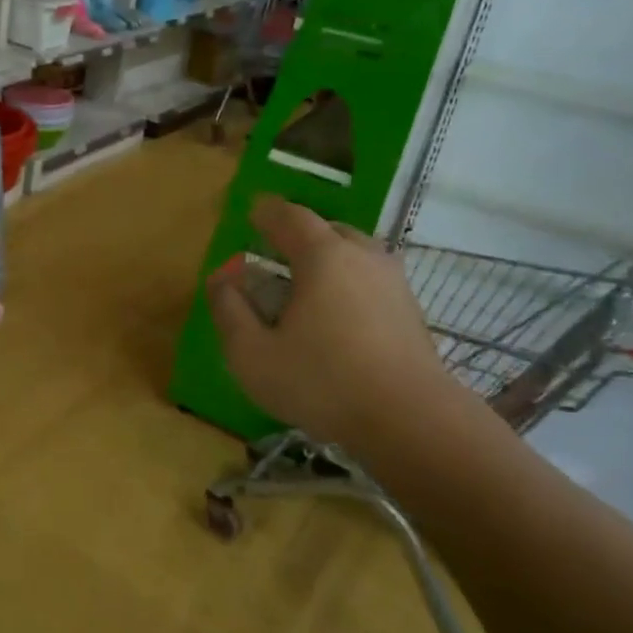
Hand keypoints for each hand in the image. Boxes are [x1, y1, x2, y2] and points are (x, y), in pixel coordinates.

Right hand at [206, 197, 458, 445]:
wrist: (411, 421)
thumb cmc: (322, 382)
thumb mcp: (252, 354)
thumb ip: (229, 310)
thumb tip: (221, 279)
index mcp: (322, 256)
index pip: (289, 216)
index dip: (266, 212)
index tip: (251, 212)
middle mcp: (362, 256)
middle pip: (327, 230)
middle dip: (298, 234)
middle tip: (275, 251)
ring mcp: (393, 282)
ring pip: (354, 254)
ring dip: (327, 259)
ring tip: (305, 284)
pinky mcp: (410, 311)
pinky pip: (370, 279)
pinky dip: (348, 282)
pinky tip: (336, 314)